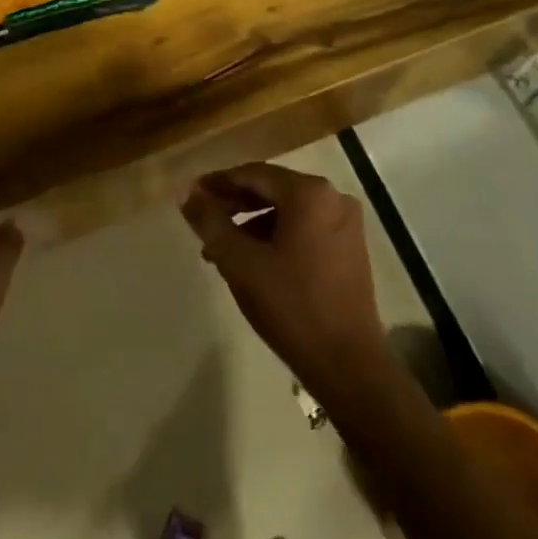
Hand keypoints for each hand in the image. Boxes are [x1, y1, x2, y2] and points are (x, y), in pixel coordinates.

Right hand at [181, 164, 389, 399]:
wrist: (348, 365)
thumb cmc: (291, 306)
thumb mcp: (240, 262)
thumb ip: (211, 222)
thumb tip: (186, 192)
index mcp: (309, 192)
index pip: (254, 174)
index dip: (219, 183)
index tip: (192, 195)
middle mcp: (333, 197)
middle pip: (273, 190)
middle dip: (235, 205)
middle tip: (204, 223)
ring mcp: (346, 223)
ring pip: (288, 211)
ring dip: (253, 225)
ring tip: (223, 251)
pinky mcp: (351, 248)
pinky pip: (306, 228)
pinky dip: (277, 237)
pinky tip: (255, 262)